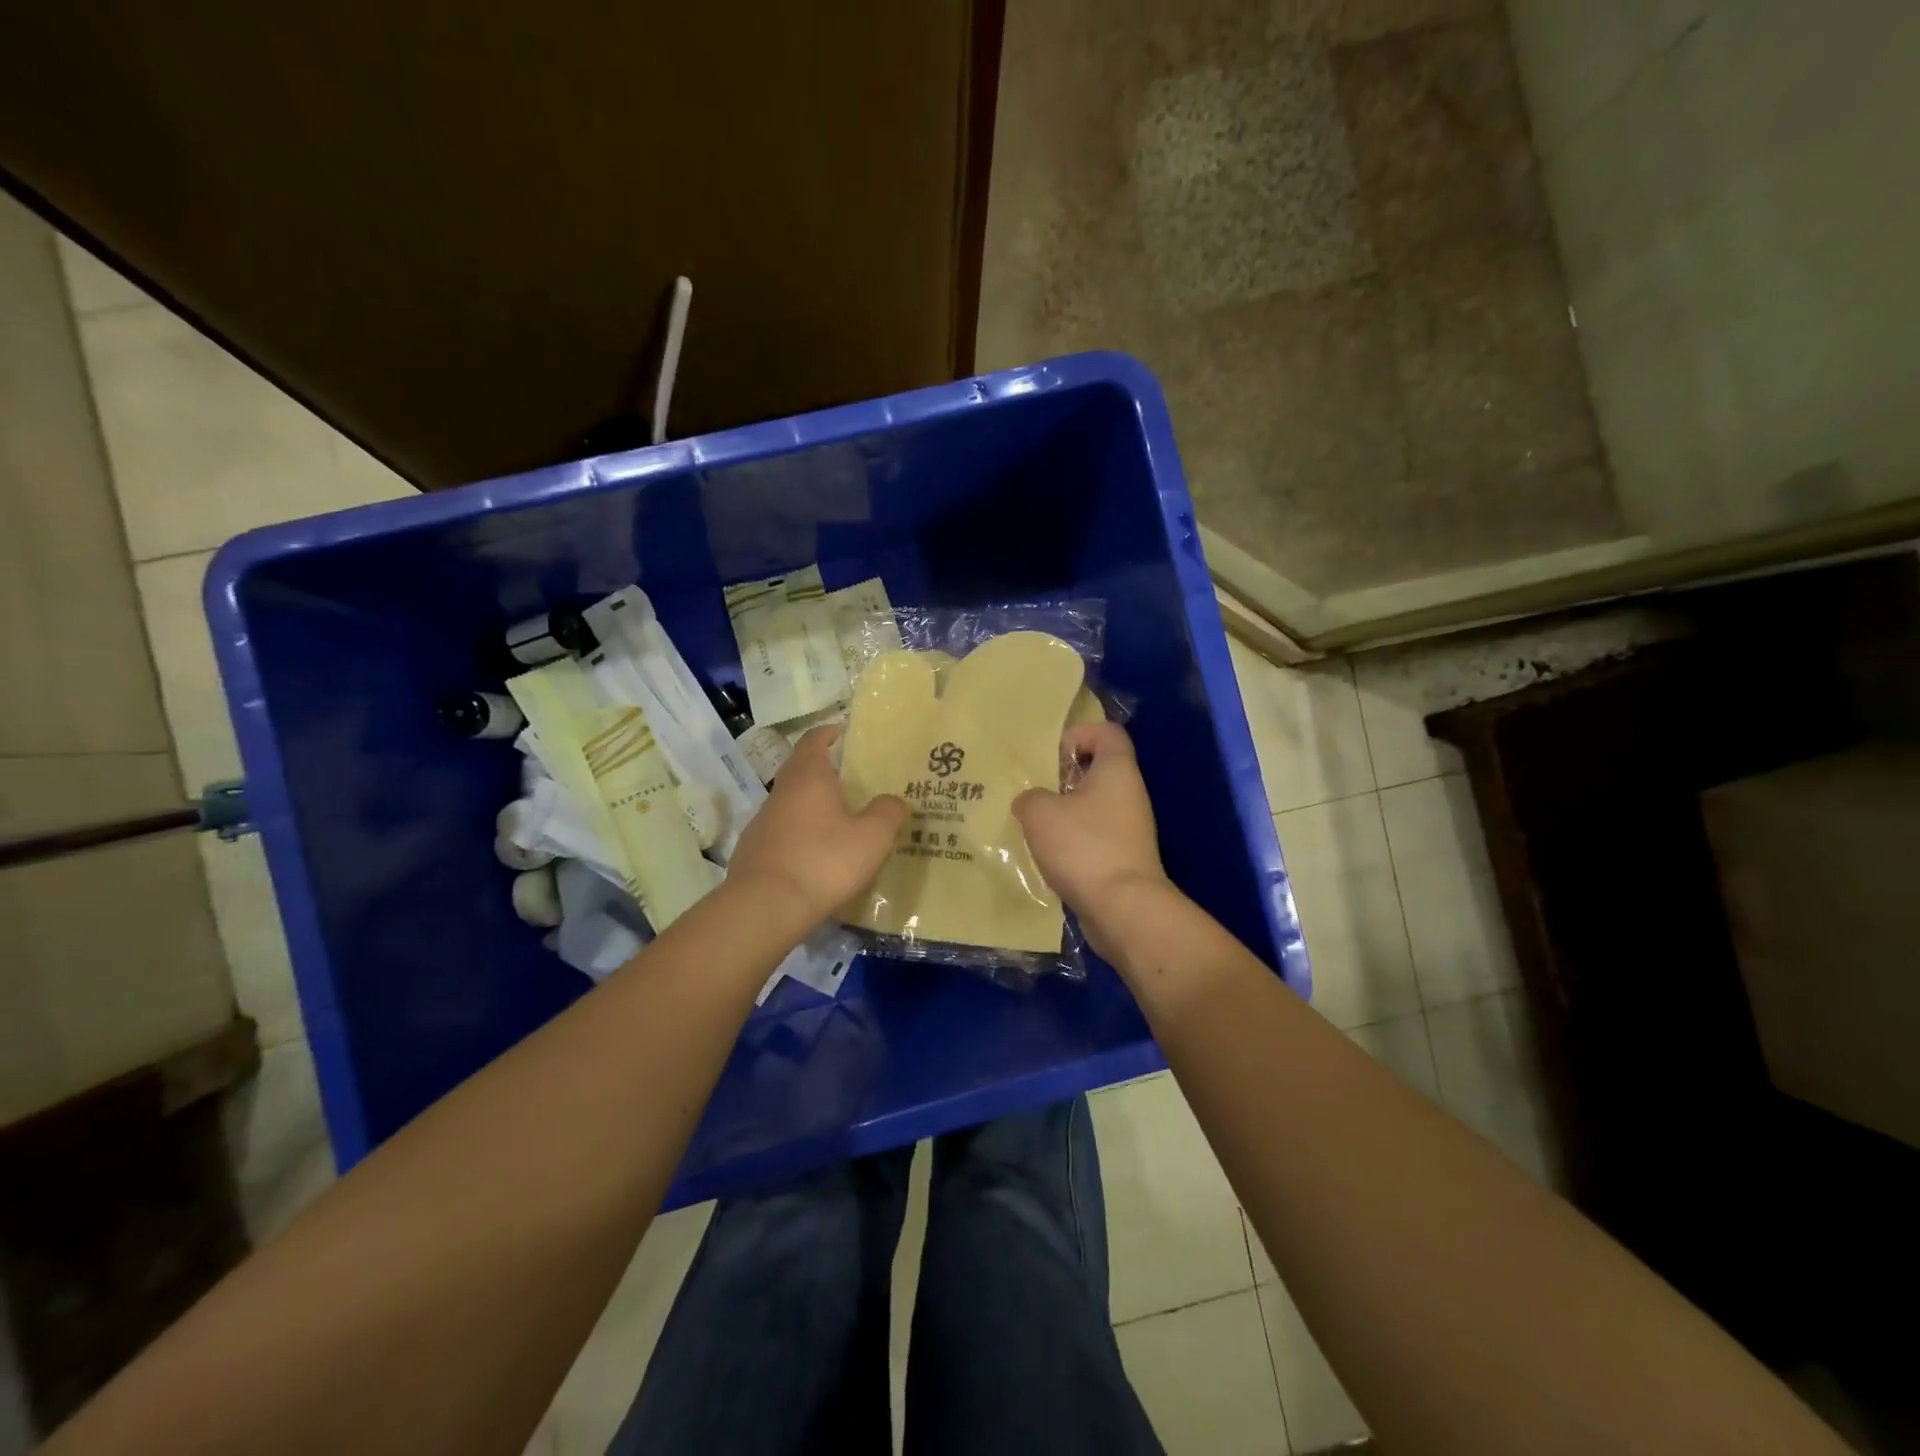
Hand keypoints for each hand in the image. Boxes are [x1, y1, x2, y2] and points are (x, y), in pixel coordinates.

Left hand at [727, 725, 906, 922]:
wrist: (765, 908)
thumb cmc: (823, 862)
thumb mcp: (872, 838)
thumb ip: (888, 813)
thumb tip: (893, 800)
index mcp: (808, 777)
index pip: (814, 740)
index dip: (829, 733)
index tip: (842, 733)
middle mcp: (780, 793)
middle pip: (801, 771)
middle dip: (824, 772)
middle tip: (852, 782)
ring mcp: (762, 823)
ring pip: (791, 805)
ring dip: (812, 808)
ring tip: (840, 823)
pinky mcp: (753, 853)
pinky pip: (783, 834)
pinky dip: (800, 837)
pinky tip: (817, 858)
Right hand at [1013, 722, 1170, 958]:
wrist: (1123, 908)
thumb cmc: (1083, 846)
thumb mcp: (1040, 813)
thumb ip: (1029, 798)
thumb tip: (1031, 802)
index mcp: (1116, 770)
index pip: (1107, 731)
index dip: (1079, 734)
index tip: (1052, 757)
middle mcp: (1130, 793)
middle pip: (1098, 770)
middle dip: (1063, 778)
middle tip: (1034, 792)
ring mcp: (1131, 828)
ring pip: (1094, 806)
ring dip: (1065, 813)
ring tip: (1034, 826)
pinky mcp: (1125, 858)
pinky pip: (1095, 837)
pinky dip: (1073, 842)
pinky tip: (1049, 856)